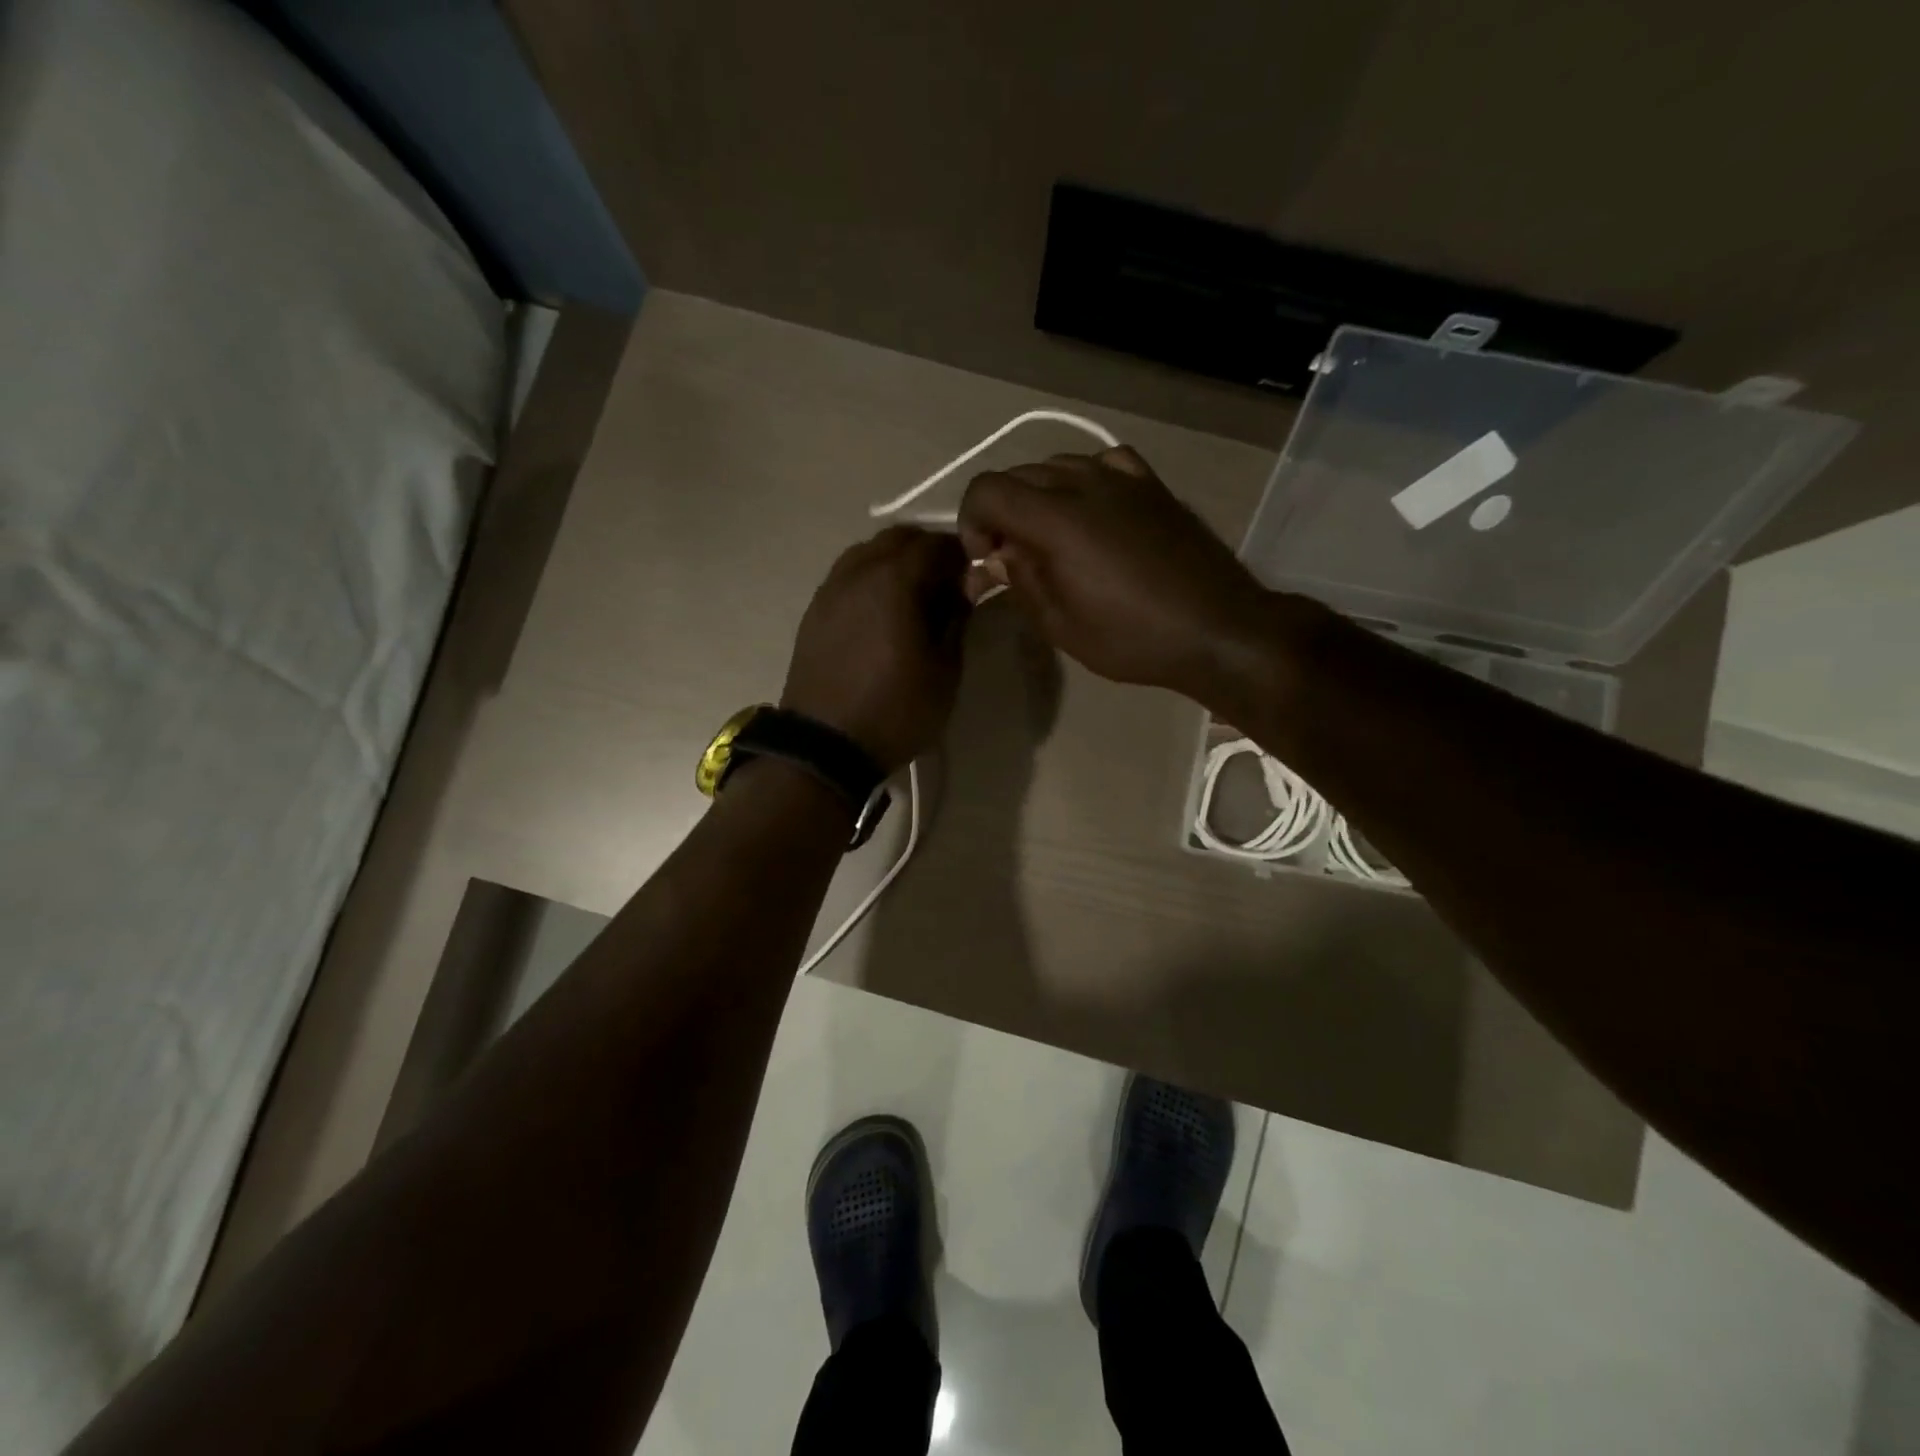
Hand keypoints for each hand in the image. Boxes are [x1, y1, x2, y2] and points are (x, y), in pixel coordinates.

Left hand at [781, 526, 970, 772]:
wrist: (824, 747)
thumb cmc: (895, 711)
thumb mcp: (944, 671)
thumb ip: (957, 618)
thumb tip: (968, 584)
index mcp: (894, 581)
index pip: (936, 544)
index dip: (962, 554)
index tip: (976, 576)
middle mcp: (857, 572)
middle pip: (898, 538)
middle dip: (929, 551)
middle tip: (949, 584)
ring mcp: (830, 589)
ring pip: (868, 552)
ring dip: (896, 561)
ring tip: (916, 597)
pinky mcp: (815, 611)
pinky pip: (848, 575)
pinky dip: (871, 578)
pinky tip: (883, 611)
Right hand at [957, 447, 1277, 703]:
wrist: (1216, 629)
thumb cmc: (1132, 638)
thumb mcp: (1061, 625)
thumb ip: (1021, 581)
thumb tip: (998, 556)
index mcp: (1055, 518)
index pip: (987, 490)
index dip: (971, 523)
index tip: (985, 562)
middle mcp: (1084, 483)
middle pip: (1018, 475)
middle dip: (1001, 514)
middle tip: (1011, 559)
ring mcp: (1123, 478)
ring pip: (1058, 465)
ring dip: (1039, 497)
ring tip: (1050, 539)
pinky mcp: (1153, 485)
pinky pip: (1104, 463)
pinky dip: (1084, 482)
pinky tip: (1093, 511)